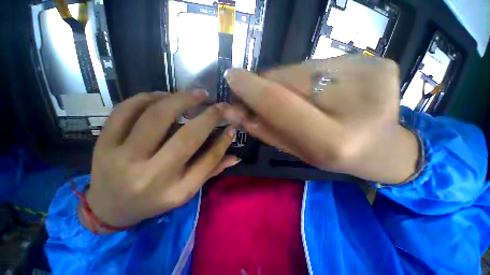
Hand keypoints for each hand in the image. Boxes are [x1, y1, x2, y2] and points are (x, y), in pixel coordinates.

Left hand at [85, 91, 238, 230]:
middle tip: (218, 104)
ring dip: (180, 99)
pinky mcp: (104, 145)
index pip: (208, 160)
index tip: (233, 125)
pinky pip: (125, 111)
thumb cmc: (154, 200)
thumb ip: (211, 170)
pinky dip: (147, 98)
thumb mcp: (186, 191)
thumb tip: (235, 157)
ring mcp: (123, 159)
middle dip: (208, 116)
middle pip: (186, 137)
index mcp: (176, 191)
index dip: (223, 141)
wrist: (109, 208)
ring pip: (156, 117)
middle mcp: (152, 176)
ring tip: (195, 94)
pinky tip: (163, 96)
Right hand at [223, 55, 418, 182]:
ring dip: (288, 81)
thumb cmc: (335, 157)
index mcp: (332, 140)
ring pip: (303, 68)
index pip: (278, 103)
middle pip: (289, 79)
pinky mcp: (378, 62)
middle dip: (267, 84)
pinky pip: (322, 62)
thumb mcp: (296, 150)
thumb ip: (265, 130)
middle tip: (261, 93)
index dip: (251, 88)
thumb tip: (235, 111)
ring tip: (299, 98)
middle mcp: (356, 105)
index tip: (231, 77)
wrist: (385, 148)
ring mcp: (372, 76)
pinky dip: (310, 76)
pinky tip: (321, 90)